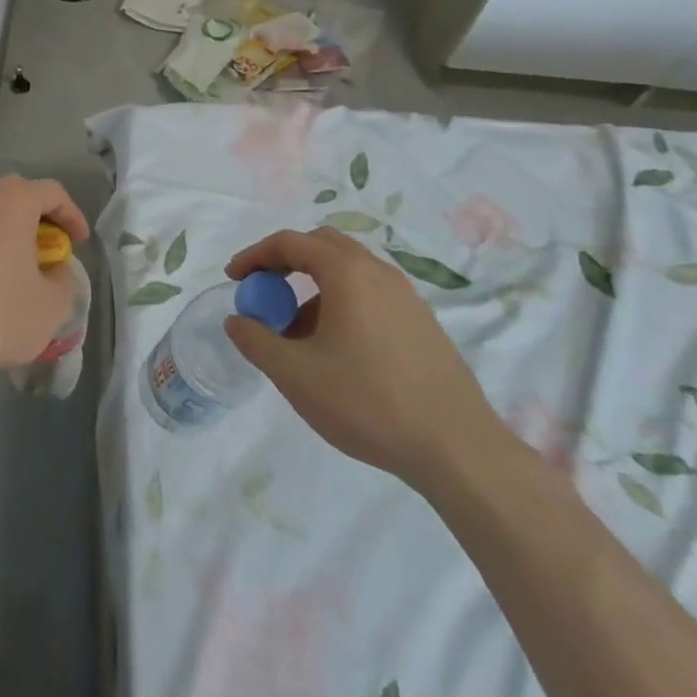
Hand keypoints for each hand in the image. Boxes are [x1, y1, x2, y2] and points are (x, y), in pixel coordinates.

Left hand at [0, 175, 88, 385]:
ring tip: (11, 270)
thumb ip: (64, 280)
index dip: (71, 214)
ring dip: (3, 234)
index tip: (79, 242)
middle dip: (36, 220)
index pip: (52, 192)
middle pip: (15, 196)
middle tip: (47, 251)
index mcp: (12, 203)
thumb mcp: (52, 307)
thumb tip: (54, 270)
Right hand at [223, 227, 507, 490]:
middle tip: (266, 292)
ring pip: (348, 271)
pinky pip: (370, 295)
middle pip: (322, 245)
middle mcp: (378, 272)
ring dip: (314, 286)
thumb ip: (256, 341)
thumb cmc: (369, 403)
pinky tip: (337, 350)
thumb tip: (237, 321)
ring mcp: (406, 298)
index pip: (289, 243)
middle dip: (286, 262)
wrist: (462, 453)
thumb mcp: (296, 375)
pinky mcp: (423, 324)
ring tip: (297, 332)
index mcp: (347, 272)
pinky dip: (342, 303)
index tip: (235, 279)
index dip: (255, 256)